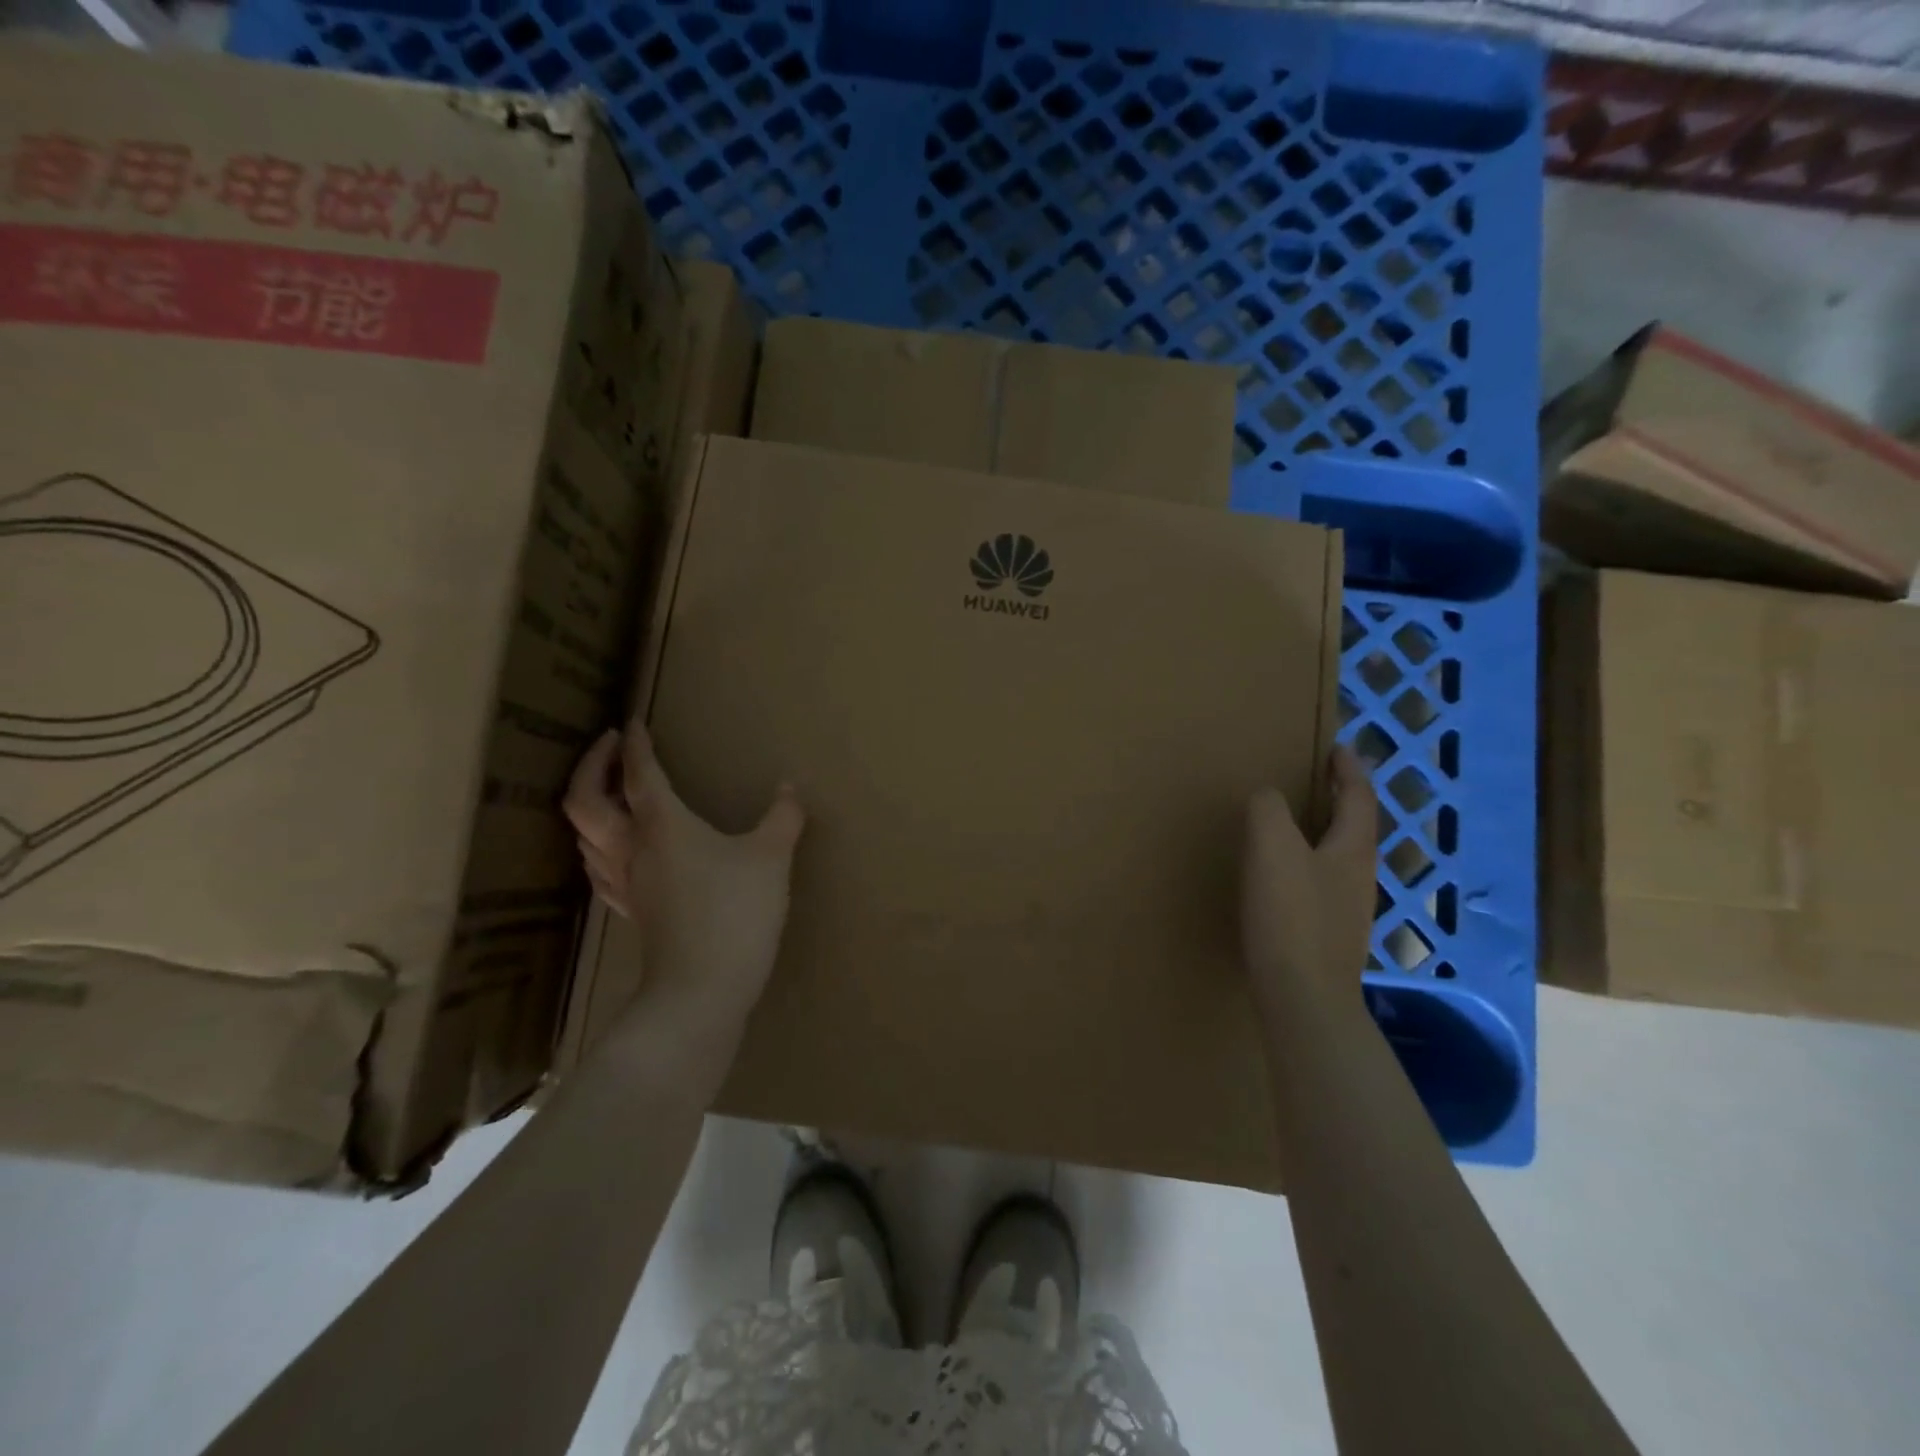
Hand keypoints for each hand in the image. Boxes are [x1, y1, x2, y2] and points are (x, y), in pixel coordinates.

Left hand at [564, 715, 803, 1039]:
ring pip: (584, 834)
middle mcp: (632, 847)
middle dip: (592, 765)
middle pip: (585, 799)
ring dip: (589, 804)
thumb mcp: (771, 858)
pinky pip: (599, 868)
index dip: (635, 743)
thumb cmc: (735, 913)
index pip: (638, 773)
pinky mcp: (631, 911)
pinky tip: (615, 850)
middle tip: (609, 746)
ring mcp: (625, 883)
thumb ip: (783, 818)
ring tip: (609, 792)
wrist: (702, 990)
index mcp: (663, 825)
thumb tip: (789, 788)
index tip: (633, 721)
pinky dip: (599, 845)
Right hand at [1242, 745, 1377, 1017]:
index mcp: (1353, 850)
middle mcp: (1359, 877)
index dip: (1350, 769)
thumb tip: (1268, 797)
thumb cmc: (1291, 916)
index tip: (1339, 747)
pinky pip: (1320, 884)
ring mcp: (1347, 911)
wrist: (1303, 998)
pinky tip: (1280, 877)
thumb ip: (1268, 810)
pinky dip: (1306, 865)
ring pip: (1338, 857)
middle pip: (1354, 827)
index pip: (1360, 797)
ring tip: (1291, 824)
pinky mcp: (1327, 936)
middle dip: (1339, 800)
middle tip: (1313, 779)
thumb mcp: (1273, 848)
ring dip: (1321, 833)